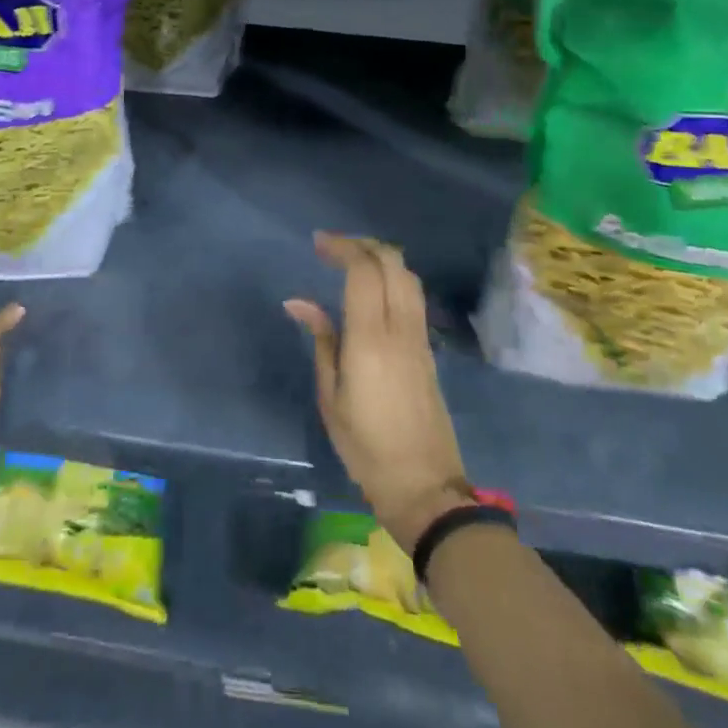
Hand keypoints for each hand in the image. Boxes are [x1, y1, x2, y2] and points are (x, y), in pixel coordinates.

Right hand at [285, 234, 472, 552]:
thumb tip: (298, 303)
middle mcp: (400, 328)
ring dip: (381, 257)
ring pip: (408, 276)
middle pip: (392, 263)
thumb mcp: (331, 397)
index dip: (342, 247)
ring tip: (352, 261)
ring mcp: (420, 337)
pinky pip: (413, 296)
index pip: (363, 271)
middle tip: (333, 246)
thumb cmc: (366, 447)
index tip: (318, 242)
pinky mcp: (428, 349)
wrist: (424, 485)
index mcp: (371, 338)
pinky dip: (393, 277)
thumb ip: (321, 341)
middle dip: (363, 244)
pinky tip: (373, 288)